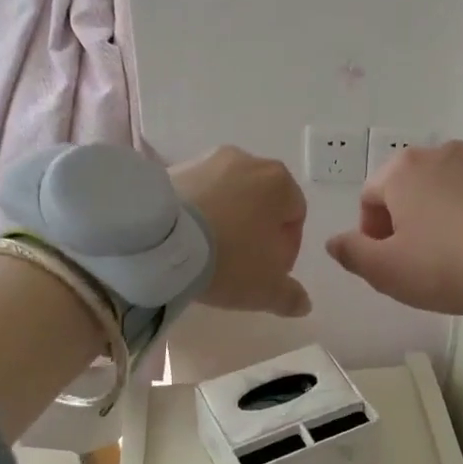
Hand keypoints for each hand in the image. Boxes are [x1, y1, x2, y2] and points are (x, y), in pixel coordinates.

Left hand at [171, 146, 311, 317]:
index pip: (295, 215)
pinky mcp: (173, 169)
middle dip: (256, 231)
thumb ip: (290, 296)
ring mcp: (207, 160)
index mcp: (279, 182)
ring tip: (210, 253)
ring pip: (228, 196)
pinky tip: (188, 240)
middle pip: (262, 201)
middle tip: (242, 264)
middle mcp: (247, 160)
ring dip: (227, 220)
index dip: (287, 248)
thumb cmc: (228, 258)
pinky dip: (198, 213)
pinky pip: (197, 194)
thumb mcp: (266, 289)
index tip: (270, 272)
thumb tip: (303, 303)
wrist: (159, 239)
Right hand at [326, 140, 462, 315]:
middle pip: (406, 191)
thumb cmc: (446, 265)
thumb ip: (352, 253)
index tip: (387, 264)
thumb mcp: (387, 270)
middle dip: (403, 224)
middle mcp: (439, 154)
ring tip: (450, 258)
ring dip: (437, 219)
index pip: (369, 199)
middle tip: (415, 262)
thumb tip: (335, 242)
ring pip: (442, 192)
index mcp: (402, 170)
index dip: (371, 236)